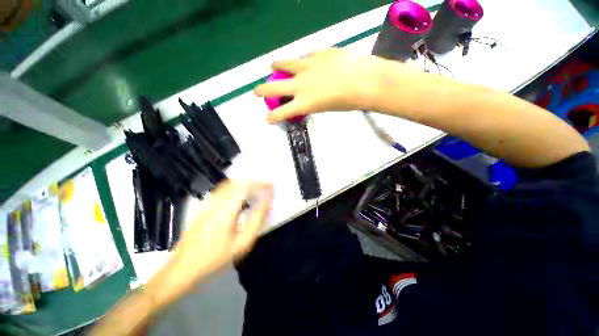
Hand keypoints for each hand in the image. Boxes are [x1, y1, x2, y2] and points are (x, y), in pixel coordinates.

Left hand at [92, 181, 272, 335]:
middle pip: (238, 182)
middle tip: (266, 188)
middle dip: (254, 182)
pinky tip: (240, 196)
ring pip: (230, 184)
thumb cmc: (216, 257)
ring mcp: (208, 202)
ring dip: (245, 183)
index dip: (260, 183)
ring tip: (256, 190)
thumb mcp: (242, 242)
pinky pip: (223, 189)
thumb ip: (257, 218)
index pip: (246, 187)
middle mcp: (216, 201)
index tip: (271, 186)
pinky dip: (236, 187)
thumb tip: (267, 201)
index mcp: (226, 209)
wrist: (183, 267)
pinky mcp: (203, 206)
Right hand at [254, 48, 389, 122]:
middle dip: (262, 91)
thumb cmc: (348, 102)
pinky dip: (300, 60)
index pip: (281, 113)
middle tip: (257, 92)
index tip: (267, 119)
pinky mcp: (316, 54)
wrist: (365, 81)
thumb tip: (308, 99)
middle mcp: (300, 85)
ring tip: (273, 66)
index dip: (272, 117)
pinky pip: (304, 56)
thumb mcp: (327, 108)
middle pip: (273, 87)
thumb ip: (313, 104)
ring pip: (283, 63)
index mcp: (304, 103)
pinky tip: (303, 61)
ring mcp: (307, 67)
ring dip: (276, 66)